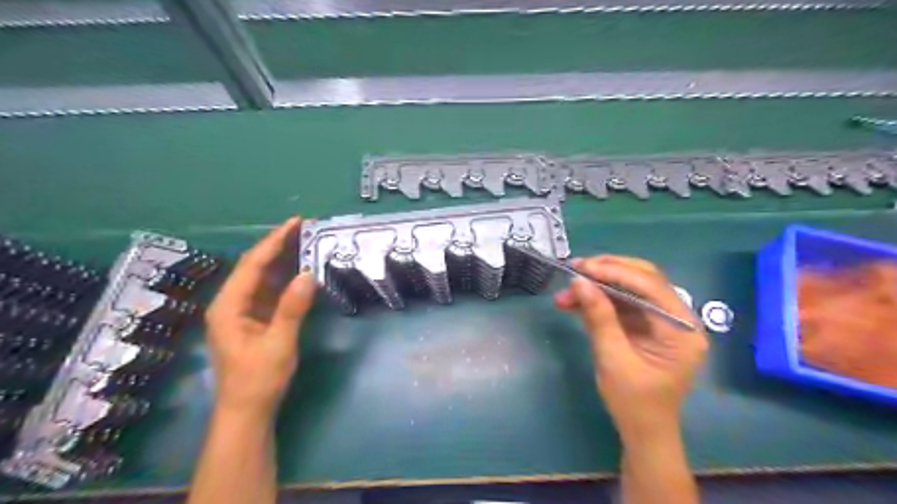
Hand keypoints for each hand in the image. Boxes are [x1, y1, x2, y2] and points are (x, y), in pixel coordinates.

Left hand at [205, 217, 316, 417]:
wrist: (247, 412)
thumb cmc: (259, 379)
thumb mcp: (279, 343)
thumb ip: (292, 308)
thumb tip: (307, 274)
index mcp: (229, 306)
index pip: (252, 265)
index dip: (274, 241)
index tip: (296, 222)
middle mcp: (231, 303)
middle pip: (254, 266)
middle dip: (277, 245)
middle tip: (304, 227)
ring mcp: (241, 312)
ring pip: (261, 277)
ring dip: (281, 259)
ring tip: (304, 241)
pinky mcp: (252, 320)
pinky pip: (268, 291)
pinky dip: (283, 278)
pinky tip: (298, 270)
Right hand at [554, 258, 706, 438]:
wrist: (642, 431)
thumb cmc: (634, 403)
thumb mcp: (613, 359)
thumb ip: (599, 317)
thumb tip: (579, 282)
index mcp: (682, 329)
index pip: (651, 286)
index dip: (615, 272)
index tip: (582, 268)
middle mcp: (677, 318)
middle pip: (644, 279)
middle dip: (607, 271)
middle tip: (576, 269)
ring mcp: (661, 321)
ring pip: (629, 289)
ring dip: (598, 286)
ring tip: (566, 291)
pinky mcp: (645, 325)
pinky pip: (622, 303)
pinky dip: (598, 300)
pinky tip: (574, 302)